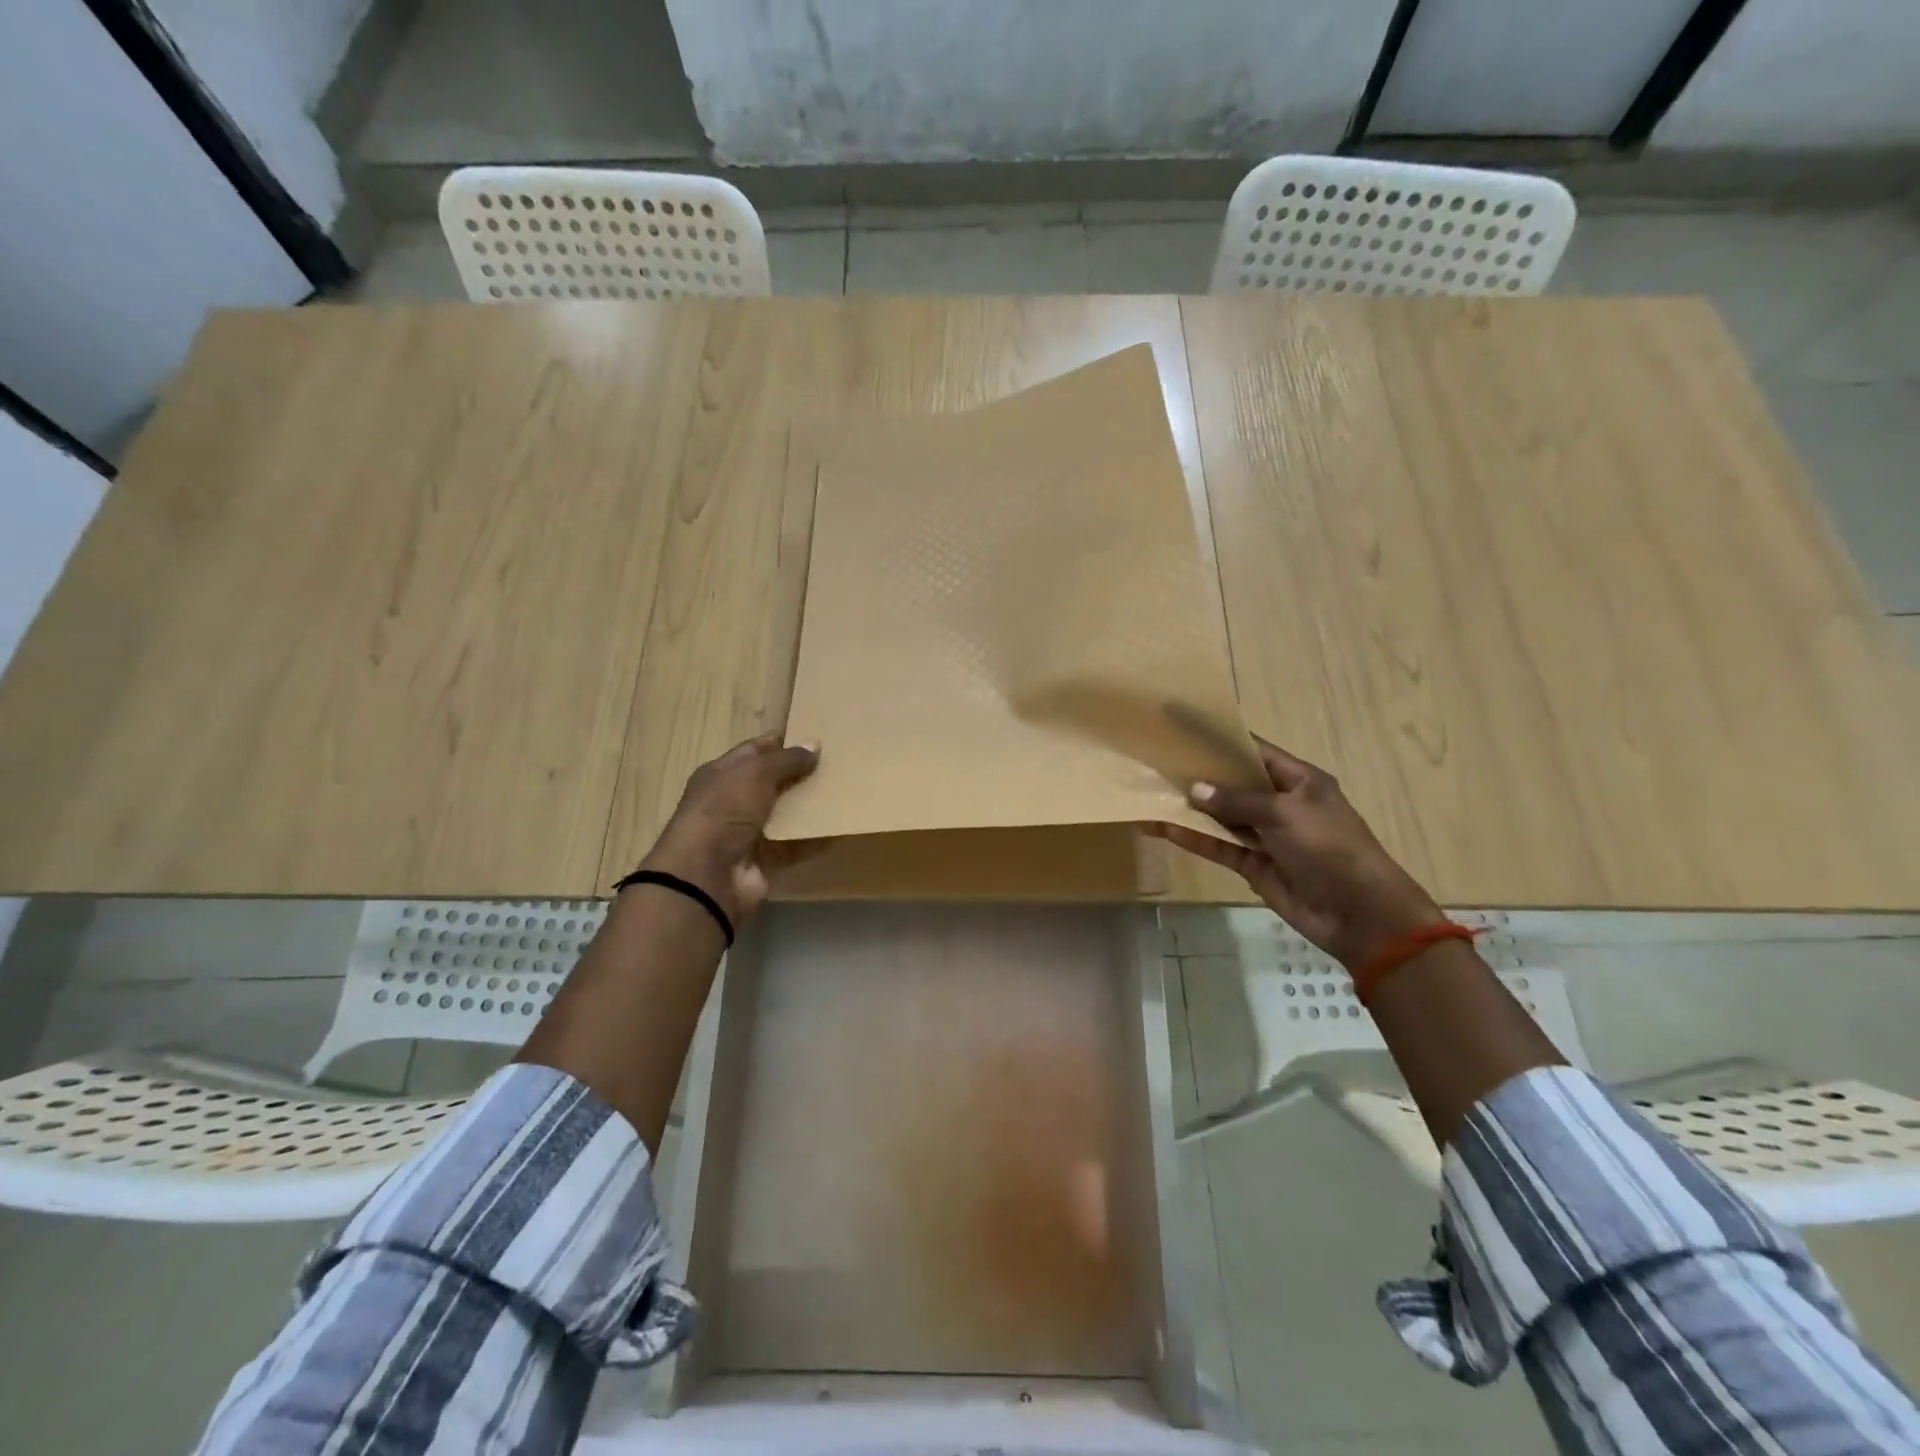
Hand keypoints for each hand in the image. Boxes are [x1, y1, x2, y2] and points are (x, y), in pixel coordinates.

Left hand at [636, 734, 822, 924]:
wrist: (708, 875)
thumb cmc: (725, 810)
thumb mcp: (755, 773)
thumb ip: (787, 759)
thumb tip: (815, 744)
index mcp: (721, 774)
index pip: (755, 751)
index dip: (783, 743)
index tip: (816, 737)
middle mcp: (734, 801)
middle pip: (773, 782)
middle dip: (802, 773)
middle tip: (839, 763)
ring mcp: (750, 833)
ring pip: (787, 813)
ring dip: (812, 805)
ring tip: (846, 790)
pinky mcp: (767, 860)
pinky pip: (797, 844)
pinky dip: (816, 837)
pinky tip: (841, 826)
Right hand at [1143, 736, 1444, 968]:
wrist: (1359, 913)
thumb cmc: (1329, 848)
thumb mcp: (1285, 814)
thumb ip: (1238, 800)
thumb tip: (1195, 789)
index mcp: (1299, 780)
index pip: (1254, 751)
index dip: (1220, 740)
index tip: (1183, 728)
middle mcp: (1280, 803)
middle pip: (1233, 783)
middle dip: (1199, 774)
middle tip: (1157, 761)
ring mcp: (1266, 835)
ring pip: (1221, 816)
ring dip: (1190, 808)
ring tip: (1151, 793)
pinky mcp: (1254, 865)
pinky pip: (1219, 846)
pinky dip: (1193, 838)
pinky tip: (1163, 827)